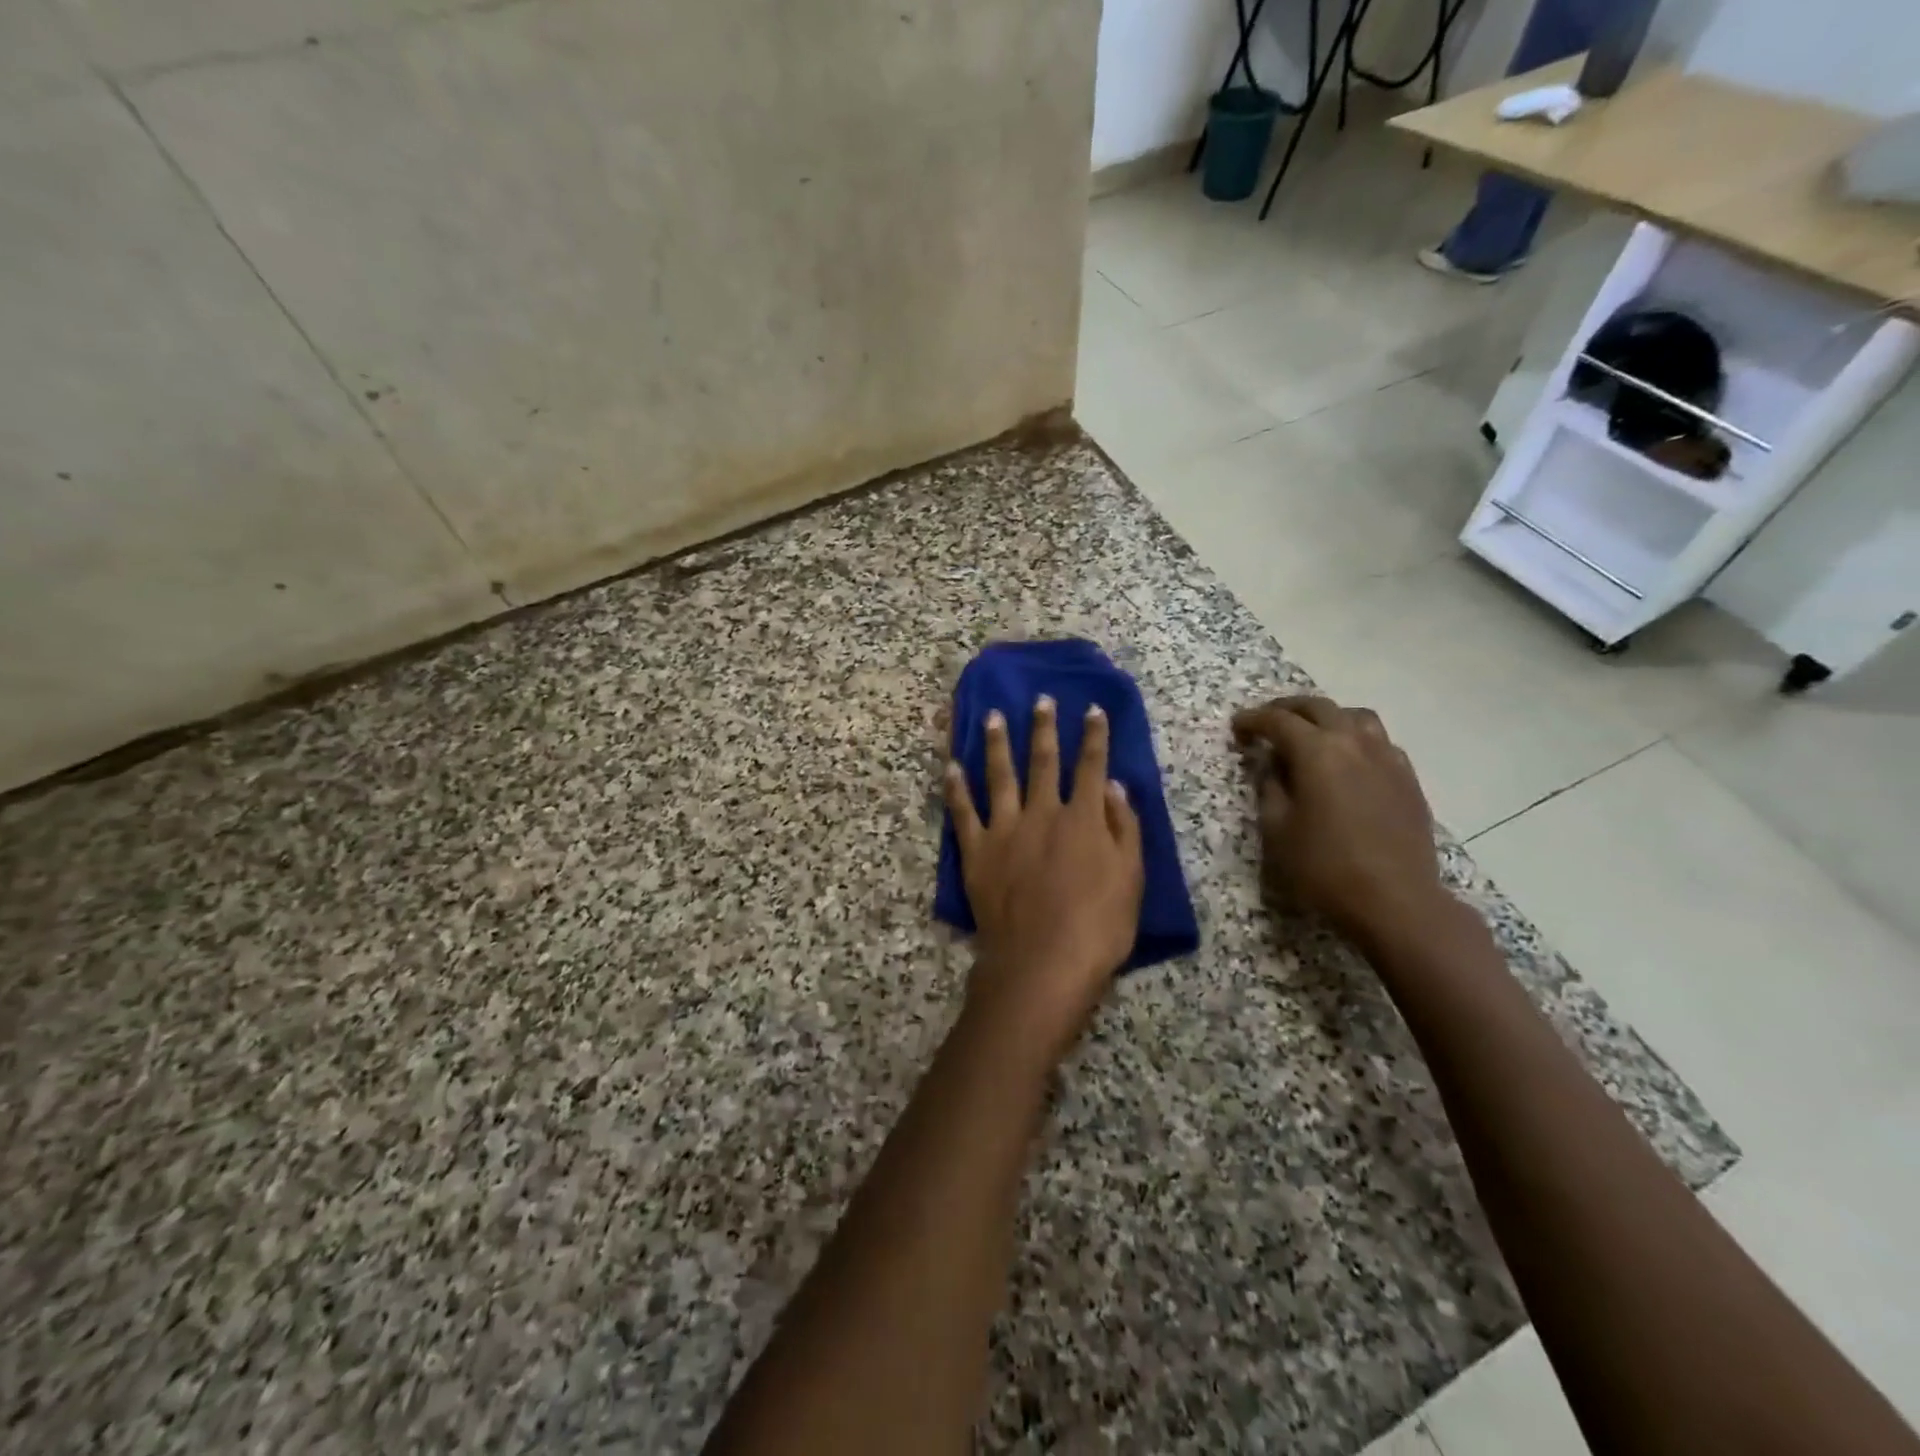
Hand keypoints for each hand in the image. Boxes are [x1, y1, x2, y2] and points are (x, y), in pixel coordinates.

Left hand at [945, 697, 1143, 1063]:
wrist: (1042, 963)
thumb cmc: (1098, 927)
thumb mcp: (1131, 878)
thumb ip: (1123, 827)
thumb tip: (1114, 785)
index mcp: (1082, 818)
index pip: (1091, 765)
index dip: (1094, 736)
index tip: (1093, 709)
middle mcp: (1042, 813)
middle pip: (1043, 761)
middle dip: (1044, 728)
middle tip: (1040, 699)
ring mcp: (1004, 830)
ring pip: (1000, 776)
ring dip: (998, 743)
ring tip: (994, 716)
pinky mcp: (976, 852)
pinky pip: (963, 813)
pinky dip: (956, 788)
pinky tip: (951, 766)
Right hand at [1231, 695, 1444, 948]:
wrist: (1396, 901)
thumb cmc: (1324, 867)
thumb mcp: (1277, 829)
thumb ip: (1270, 788)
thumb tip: (1271, 767)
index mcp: (1318, 752)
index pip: (1278, 720)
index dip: (1253, 720)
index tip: (1236, 728)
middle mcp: (1354, 742)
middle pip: (1318, 707)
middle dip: (1287, 709)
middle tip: (1267, 722)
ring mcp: (1387, 758)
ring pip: (1355, 716)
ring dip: (1327, 717)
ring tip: (1311, 733)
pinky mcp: (1408, 778)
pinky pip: (1379, 741)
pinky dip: (1356, 738)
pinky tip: (1348, 761)